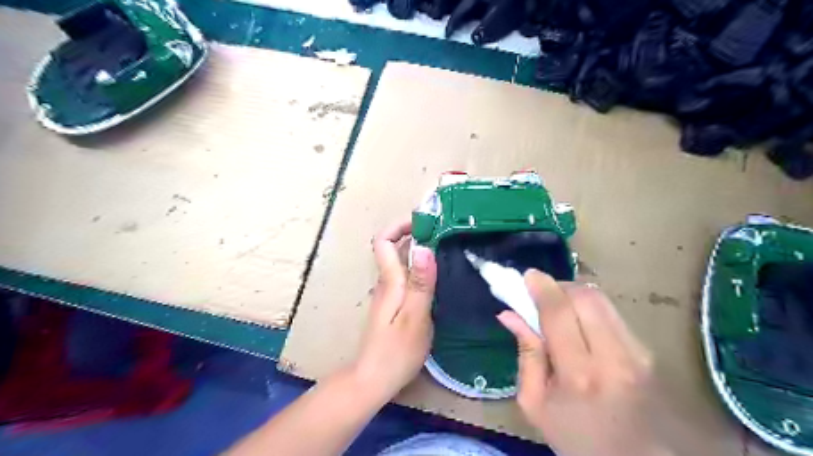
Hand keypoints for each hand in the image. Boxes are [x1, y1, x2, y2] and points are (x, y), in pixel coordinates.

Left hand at [350, 220, 438, 402]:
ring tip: (446, 248)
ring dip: (419, 250)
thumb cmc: (396, 351)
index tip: (424, 221)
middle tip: (444, 232)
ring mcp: (389, 294)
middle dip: (414, 234)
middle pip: (393, 248)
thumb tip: (424, 247)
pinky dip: (420, 268)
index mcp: (390, 282)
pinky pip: (406, 277)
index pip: (383, 241)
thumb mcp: (415, 317)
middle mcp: (386, 283)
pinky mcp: (394, 305)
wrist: (373, 379)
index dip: (399, 225)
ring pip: (400, 262)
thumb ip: (421, 283)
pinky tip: (438, 276)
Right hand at [500, 272, 677, 455]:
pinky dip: (590, 308)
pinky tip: (580, 323)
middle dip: (559, 286)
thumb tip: (509, 314)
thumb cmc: (576, 437)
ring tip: (559, 307)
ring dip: (575, 294)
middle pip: (585, 297)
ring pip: (602, 300)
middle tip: (541, 293)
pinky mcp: (648, 352)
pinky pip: (613, 313)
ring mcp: (638, 353)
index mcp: (579, 375)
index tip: (527, 276)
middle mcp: (614, 358)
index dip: (541, 287)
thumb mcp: (535, 403)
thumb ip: (525, 354)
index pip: (559, 313)